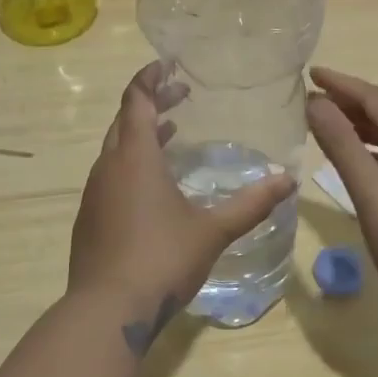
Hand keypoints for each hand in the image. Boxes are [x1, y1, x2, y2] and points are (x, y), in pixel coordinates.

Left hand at [70, 63, 295, 354]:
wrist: (106, 312)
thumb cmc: (161, 260)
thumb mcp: (212, 230)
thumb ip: (251, 204)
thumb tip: (288, 181)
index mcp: (135, 158)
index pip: (137, 100)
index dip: (150, 78)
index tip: (168, 64)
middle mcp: (109, 167)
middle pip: (125, 120)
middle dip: (152, 103)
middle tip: (181, 95)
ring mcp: (94, 193)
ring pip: (116, 148)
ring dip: (141, 134)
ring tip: (171, 132)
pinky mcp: (89, 218)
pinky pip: (111, 174)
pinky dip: (132, 163)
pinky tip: (153, 185)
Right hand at [306, 67, 377, 327]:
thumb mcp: (370, 190)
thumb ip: (341, 144)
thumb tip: (315, 103)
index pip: (375, 98)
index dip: (341, 84)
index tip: (311, 73)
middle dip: (348, 103)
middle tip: (311, 98)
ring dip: (359, 126)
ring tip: (324, 123)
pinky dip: (371, 150)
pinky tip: (354, 160)